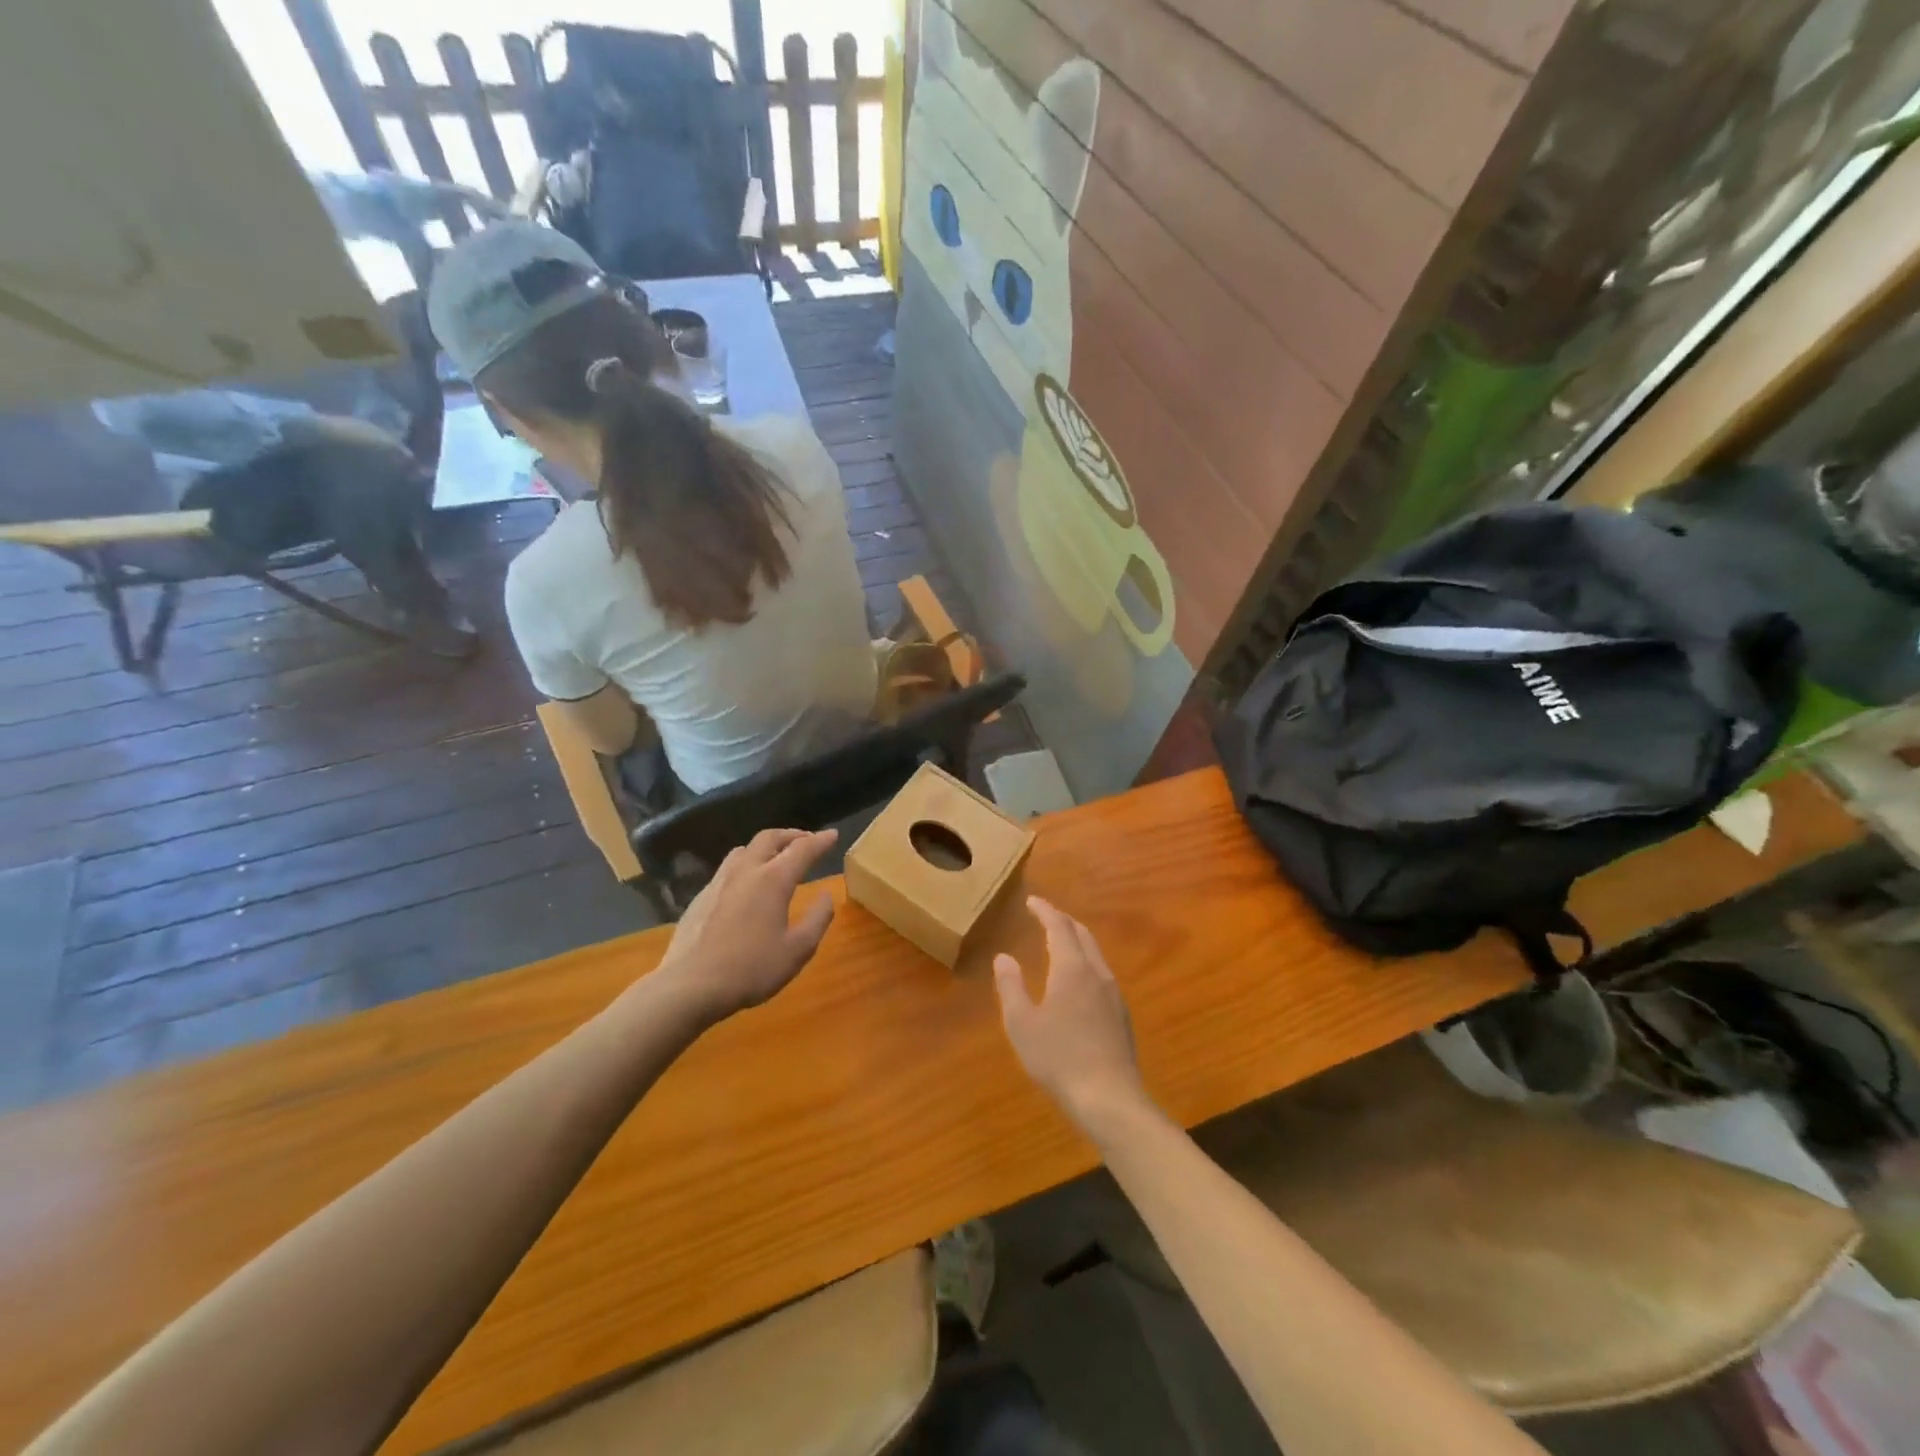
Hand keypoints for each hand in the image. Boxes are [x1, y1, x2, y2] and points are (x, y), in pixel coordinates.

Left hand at [654, 828, 838, 1021]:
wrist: (690, 986)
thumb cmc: (751, 969)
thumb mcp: (798, 950)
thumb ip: (817, 919)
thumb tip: (826, 895)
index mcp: (773, 880)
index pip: (802, 849)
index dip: (820, 840)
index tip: (833, 834)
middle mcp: (745, 871)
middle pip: (769, 838)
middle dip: (792, 835)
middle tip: (807, 841)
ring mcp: (718, 882)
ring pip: (744, 849)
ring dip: (766, 847)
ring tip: (776, 858)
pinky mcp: (700, 897)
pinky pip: (727, 869)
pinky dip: (746, 865)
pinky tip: (746, 886)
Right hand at [994, 897, 1147, 1128]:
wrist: (1109, 1098)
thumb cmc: (1059, 1058)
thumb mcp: (1022, 1024)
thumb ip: (1011, 987)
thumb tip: (1003, 957)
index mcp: (1072, 968)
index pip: (1059, 927)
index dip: (1045, 911)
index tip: (1032, 901)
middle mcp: (1096, 973)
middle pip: (1082, 935)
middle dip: (1063, 922)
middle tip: (1045, 917)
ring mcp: (1113, 995)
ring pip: (1095, 954)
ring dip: (1077, 942)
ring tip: (1060, 945)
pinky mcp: (1121, 1016)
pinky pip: (1101, 974)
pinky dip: (1086, 963)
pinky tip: (1078, 983)